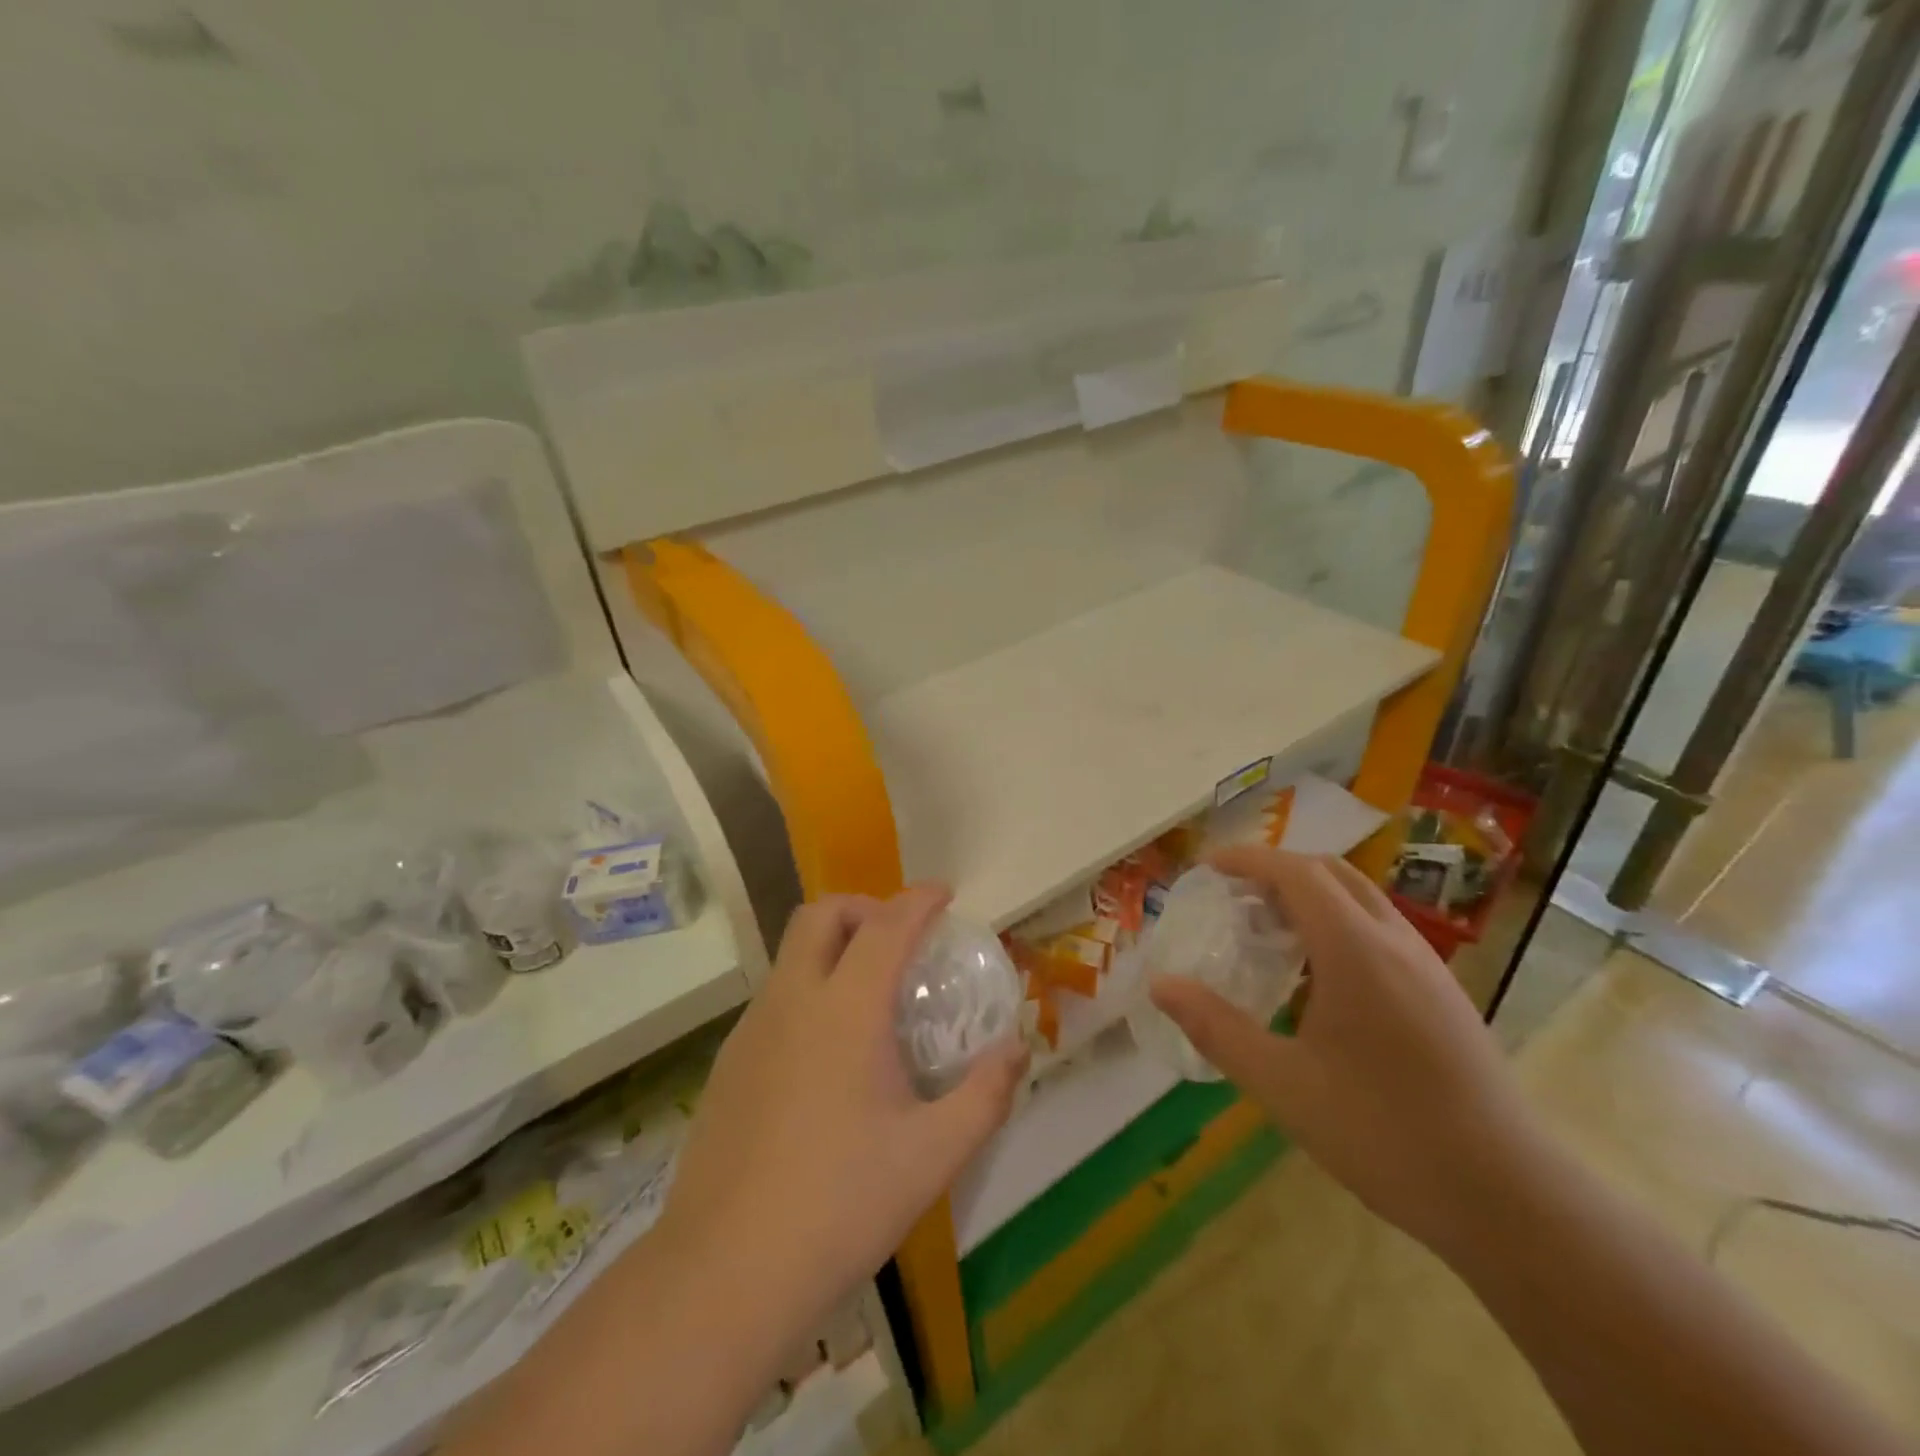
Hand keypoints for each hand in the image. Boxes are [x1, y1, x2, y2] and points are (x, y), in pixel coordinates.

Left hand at [658, 886, 1027, 1327]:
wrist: (723, 1275)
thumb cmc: (840, 1206)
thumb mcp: (933, 1155)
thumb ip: (985, 1094)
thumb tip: (1018, 1047)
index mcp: (845, 1008)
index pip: (887, 924)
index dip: (919, 899)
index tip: (945, 894)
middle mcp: (792, 1000)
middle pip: (821, 914)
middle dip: (865, 906)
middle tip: (901, 938)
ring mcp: (751, 1030)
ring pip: (792, 954)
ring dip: (834, 947)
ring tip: (871, 997)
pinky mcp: (727, 1063)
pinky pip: (776, 997)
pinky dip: (809, 989)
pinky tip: (828, 1054)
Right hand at [1149, 848, 1542, 1256]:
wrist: (1510, 1199)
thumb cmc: (1385, 1134)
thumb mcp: (1283, 1085)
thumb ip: (1217, 1028)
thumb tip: (1160, 985)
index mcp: (1355, 950)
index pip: (1297, 873)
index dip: (1248, 859)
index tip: (1208, 866)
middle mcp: (1395, 942)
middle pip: (1332, 873)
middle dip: (1278, 868)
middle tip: (1233, 894)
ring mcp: (1427, 967)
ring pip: (1362, 899)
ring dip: (1311, 894)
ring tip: (1268, 929)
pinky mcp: (1443, 994)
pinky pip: (1380, 930)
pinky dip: (1338, 922)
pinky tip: (1318, 977)